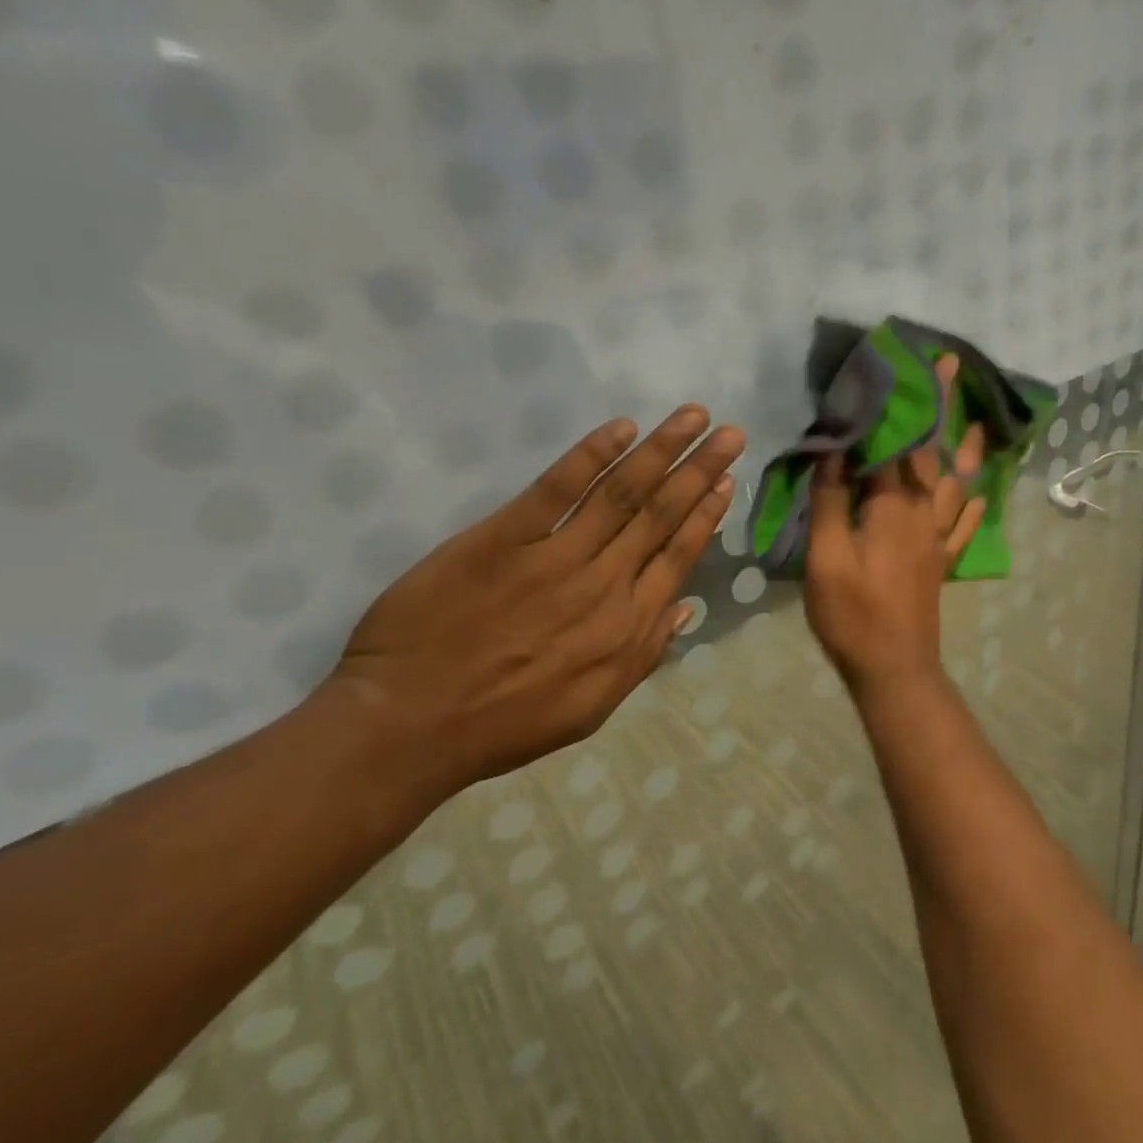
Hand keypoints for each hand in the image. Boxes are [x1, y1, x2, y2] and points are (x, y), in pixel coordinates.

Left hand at [326, 406, 743, 795]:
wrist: (411, 725)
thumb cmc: (506, 723)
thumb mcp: (592, 707)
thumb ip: (645, 654)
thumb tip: (686, 607)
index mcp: (628, 626)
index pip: (680, 556)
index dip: (707, 515)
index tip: (728, 481)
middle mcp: (605, 583)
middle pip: (662, 514)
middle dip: (701, 470)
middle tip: (732, 434)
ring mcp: (556, 557)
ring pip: (622, 493)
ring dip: (662, 450)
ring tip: (693, 417)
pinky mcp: (503, 538)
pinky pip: (556, 489)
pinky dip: (591, 455)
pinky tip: (620, 429)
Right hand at [805, 356, 986, 695]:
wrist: (894, 667)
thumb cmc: (853, 613)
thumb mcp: (826, 558)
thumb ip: (830, 503)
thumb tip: (833, 453)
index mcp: (893, 508)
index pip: (898, 442)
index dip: (902, 401)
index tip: (913, 362)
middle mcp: (923, 514)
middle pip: (933, 452)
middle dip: (941, 408)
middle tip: (953, 368)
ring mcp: (937, 539)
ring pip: (957, 483)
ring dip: (966, 450)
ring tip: (980, 423)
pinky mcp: (940, 562)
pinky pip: (963, 527)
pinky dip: (973, 506)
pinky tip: (982, 493)